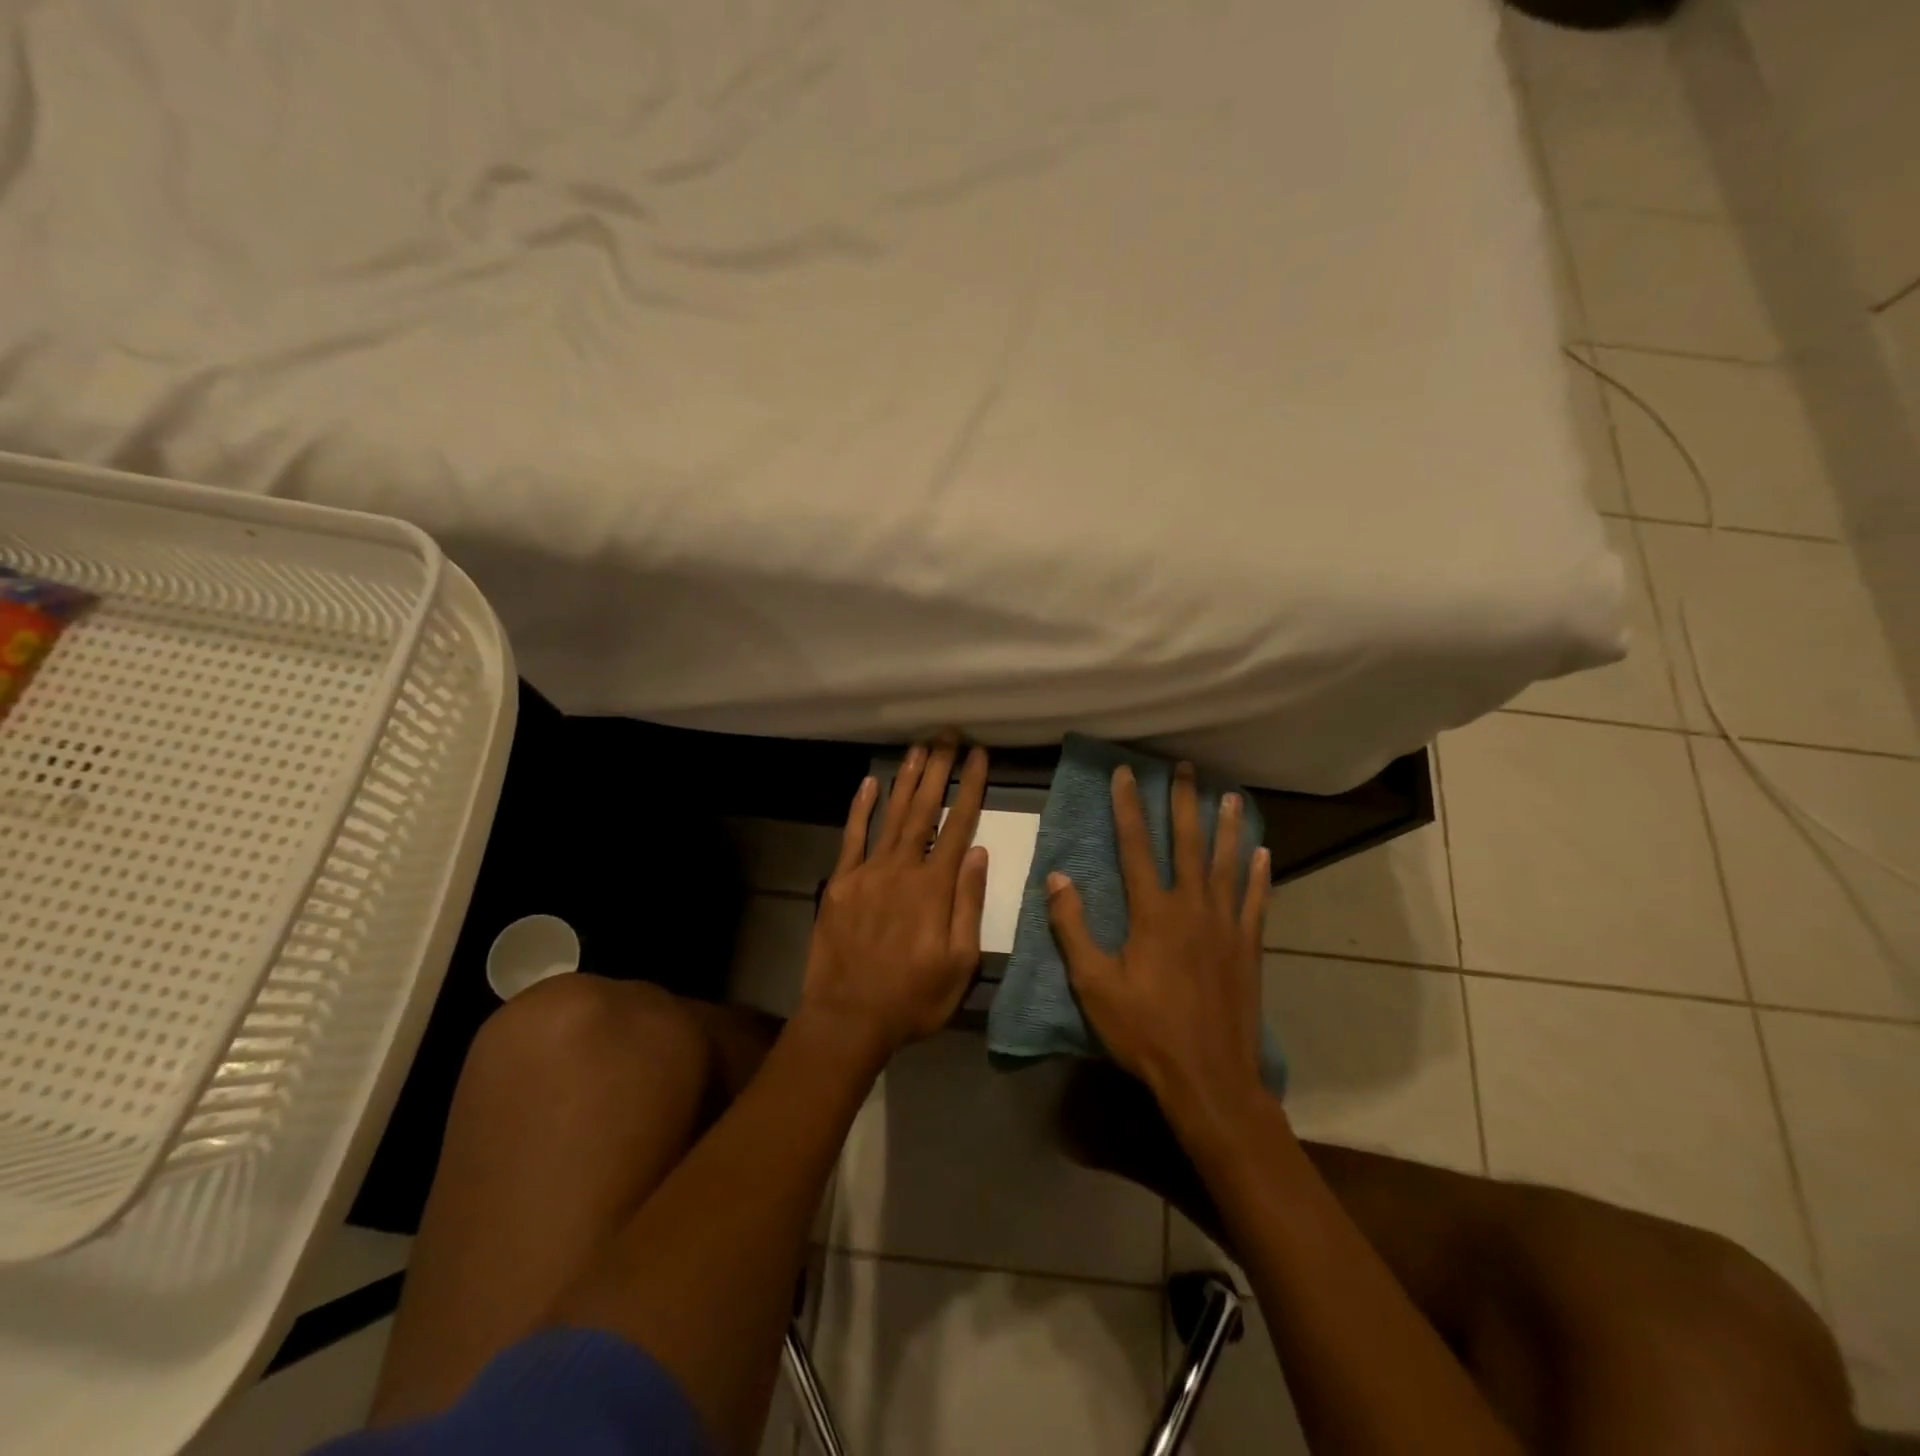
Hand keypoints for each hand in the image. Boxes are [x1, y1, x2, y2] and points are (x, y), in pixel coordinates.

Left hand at [799, 737, 990, 1059]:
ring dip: (906, 779)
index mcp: (935, 887)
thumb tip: (978, 853)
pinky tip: (870, 782)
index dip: (971, 787)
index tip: (979, 756)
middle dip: (939, 769)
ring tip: (919, 747)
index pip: (959, 825)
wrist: (848, 1018)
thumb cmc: (913, 998)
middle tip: (948, 735)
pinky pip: (852, 836)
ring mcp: (868, 872)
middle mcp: (903, 868)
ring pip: (892, 814)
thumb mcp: (959, 963)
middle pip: (925, 809)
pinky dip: (861, 807)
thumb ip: (968, 904)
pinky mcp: (841, 882)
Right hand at [1046, 761, 1271, 1122]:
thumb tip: (1057, 878)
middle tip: (1185, 767)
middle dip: (1183, 801)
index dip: (1128, 806)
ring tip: (1229, 795)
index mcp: (1152, 912)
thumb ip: (1073, 928)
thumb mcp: (1093, 983)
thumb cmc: (1144, 1030)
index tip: (1126, 773)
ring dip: (1226, 826)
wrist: (1208, 1076)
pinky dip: (1259, 874)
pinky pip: (1256, 900)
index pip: (1136, 846)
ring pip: (1226, 863)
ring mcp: (1225, 925)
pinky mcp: (1248, 946)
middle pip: (1186, 842)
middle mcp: (1192, 906)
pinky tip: (1263, 852)